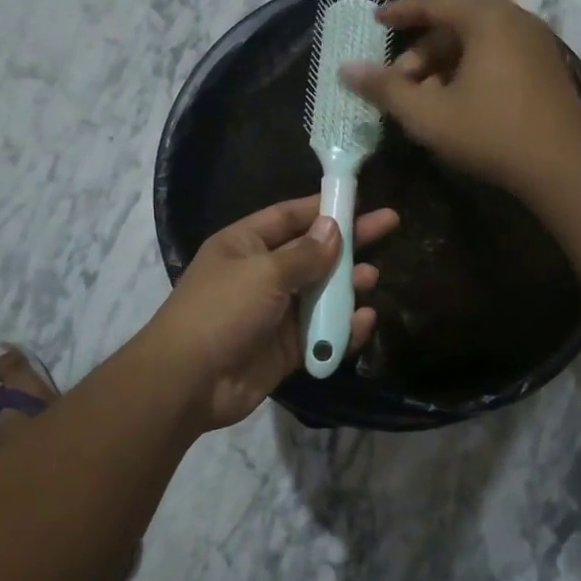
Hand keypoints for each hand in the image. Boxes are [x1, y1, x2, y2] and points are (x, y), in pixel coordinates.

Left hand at [143, 196, 399, 430]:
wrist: (189, 381)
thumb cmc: (222, 311)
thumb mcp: (263, 272)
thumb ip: (305, 254)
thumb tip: (333, 229)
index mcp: (245, 245)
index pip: (290, 217)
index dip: (324, 207)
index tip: (360, 199)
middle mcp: (262, 274)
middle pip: (313, 253)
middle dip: (348, 242)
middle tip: (390, 226)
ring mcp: (275, 313)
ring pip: (320, 294)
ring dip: (346, 287)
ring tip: (371, 278)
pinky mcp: (286, 348)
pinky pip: (320, 332)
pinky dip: (342, 328)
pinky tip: (365, 321)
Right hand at [341, 0, 580, 195]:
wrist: (565, 165)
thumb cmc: (491, 132)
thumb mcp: (428, 114)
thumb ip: (386, 90)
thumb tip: (346, 70)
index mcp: (486, 18)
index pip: (433, 2)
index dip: (400, 12)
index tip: (376, 21)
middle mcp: (514, 20)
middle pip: (455, 25)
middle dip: (421, 53)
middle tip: (398, 83)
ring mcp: (535, 44)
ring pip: (477, 44)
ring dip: (444, 67)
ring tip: (425, 100)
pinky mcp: (546, 69)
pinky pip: (498, 57)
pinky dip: (470, 73)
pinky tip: (458, 105)